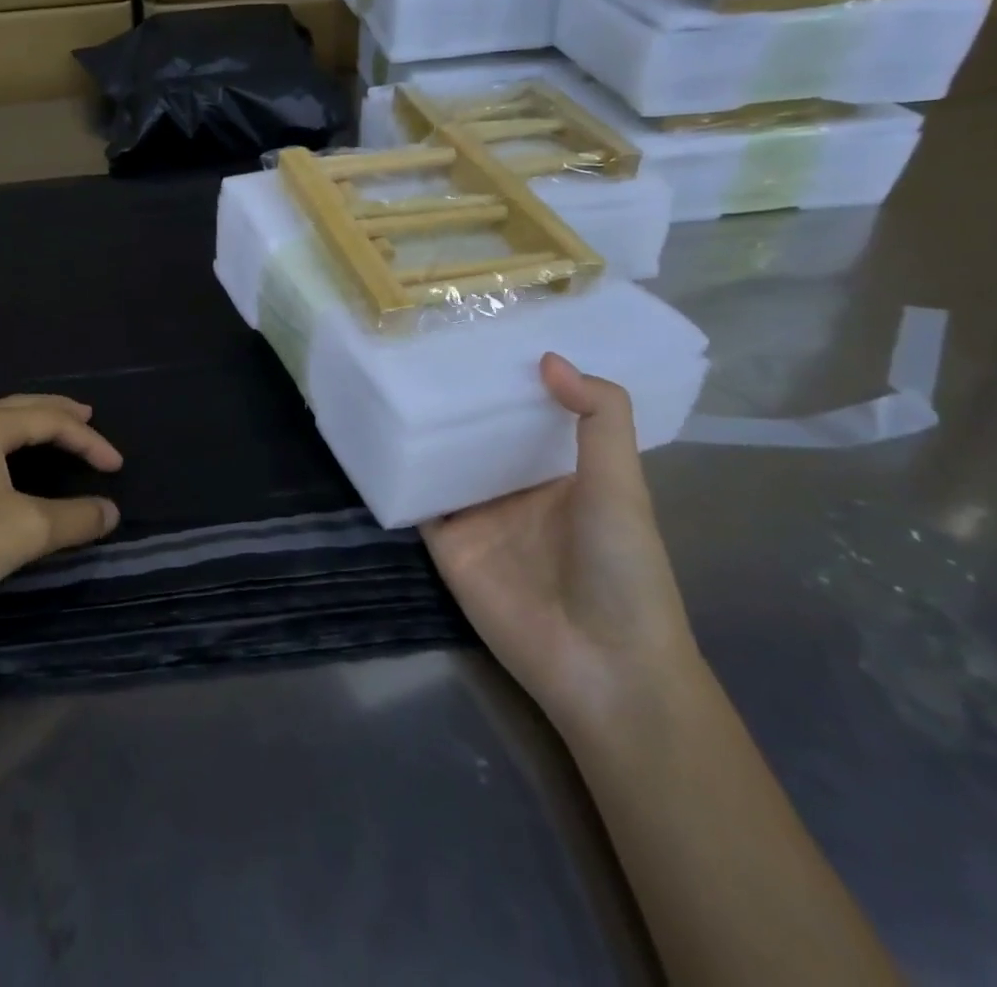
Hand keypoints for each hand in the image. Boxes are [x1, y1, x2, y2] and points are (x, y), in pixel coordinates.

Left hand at [0, 395, 121, 633]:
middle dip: (57, 411)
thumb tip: (109, 512)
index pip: (50, 420)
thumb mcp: (28, 529)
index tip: (117, 467)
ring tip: (51, 434)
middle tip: (87, 415)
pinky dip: (5, 446)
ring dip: (28, 425)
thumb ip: (75, 518)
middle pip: (19, 408)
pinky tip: (2, 466)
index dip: (89, 440)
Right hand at [421, 354, 700, 732]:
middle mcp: (512, 487)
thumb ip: (599, 418)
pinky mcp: (444, 541)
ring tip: (389, 372)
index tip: (479, 331)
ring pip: (441, 458)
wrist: (602, 665)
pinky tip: (373, 431)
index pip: (526, 413)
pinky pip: (414, 498)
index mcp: (558, 472)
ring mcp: (475, 514)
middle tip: (419, 342)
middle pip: (476, 432)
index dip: (508, 378)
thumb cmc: (622, 568)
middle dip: (456, 396)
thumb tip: (548, 357)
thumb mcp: (622, 484)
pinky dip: (396, 471)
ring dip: (421, 427)